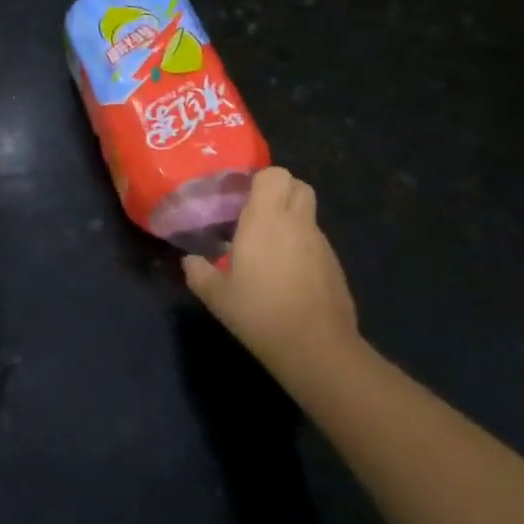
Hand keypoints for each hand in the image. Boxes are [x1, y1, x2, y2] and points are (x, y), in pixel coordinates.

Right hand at [183, 166, 358, 374]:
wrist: (316, 348)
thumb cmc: (260, 312)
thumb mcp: (217, 296)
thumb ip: (198, 273)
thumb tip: (188, 261)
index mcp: (266, 219)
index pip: (274, 174)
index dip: (260, 179)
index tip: (242, 196)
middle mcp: (297, 223)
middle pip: (299, 185)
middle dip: (281, 192)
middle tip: (257, 213)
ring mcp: (321, 244)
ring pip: (308, 215)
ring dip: (291, 222)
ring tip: (268, 249)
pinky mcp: (335, 266)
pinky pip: (316, 243)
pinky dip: (302, 248)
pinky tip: (287, 276)